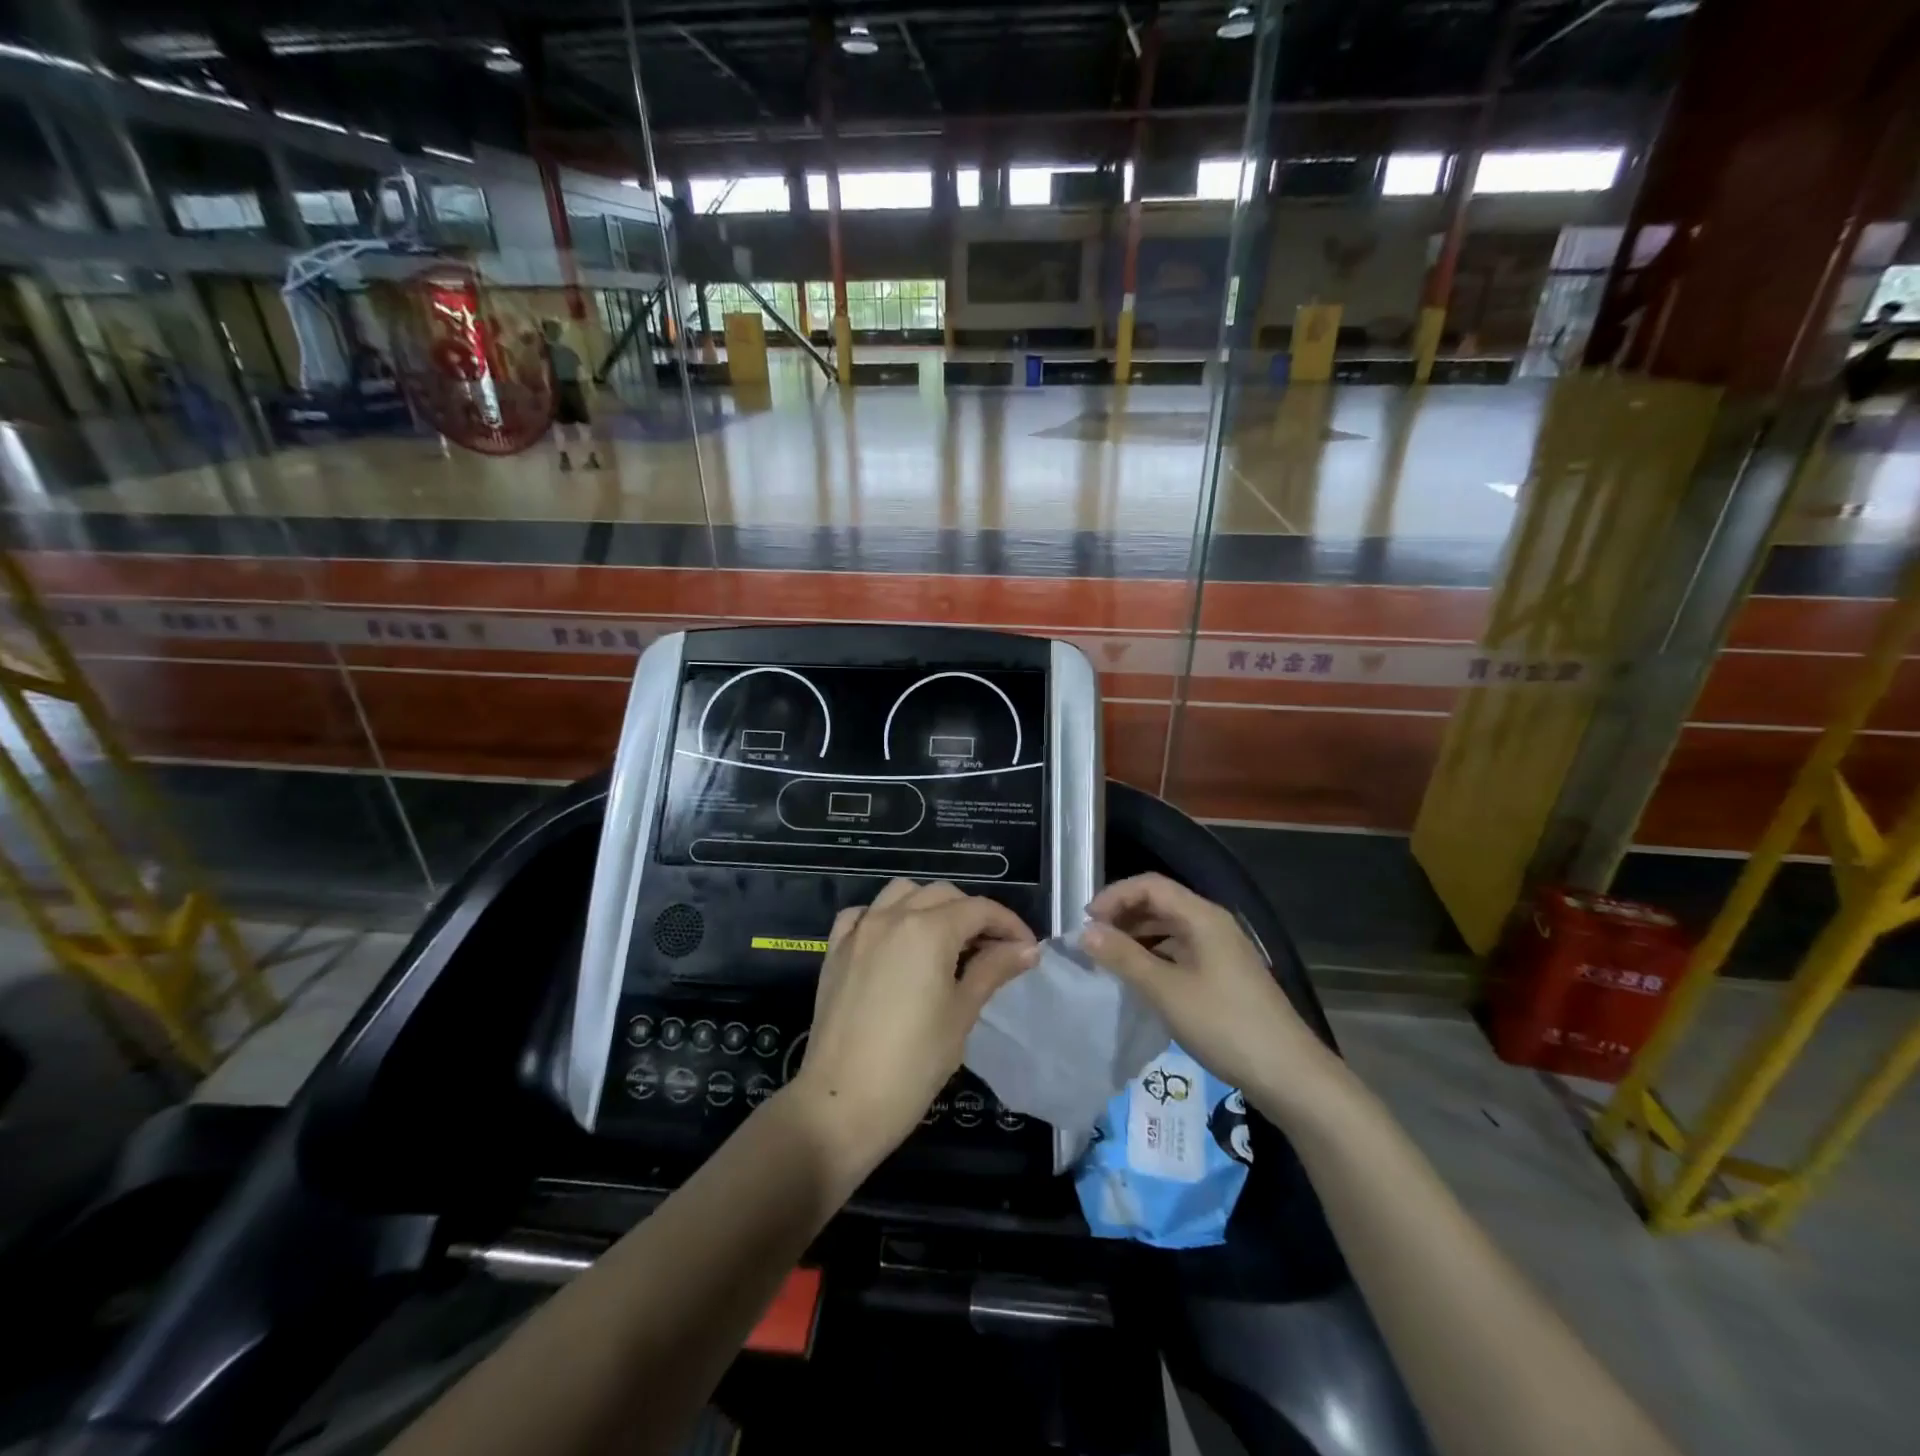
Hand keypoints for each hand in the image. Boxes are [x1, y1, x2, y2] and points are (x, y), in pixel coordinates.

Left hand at [784, 879, 1036, 1178]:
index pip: (980, 910)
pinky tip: (895, 943)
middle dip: (974, 915)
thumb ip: (993, 970)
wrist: (841, 1104)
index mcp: (928, 930)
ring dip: (930, 906)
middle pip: (943, 895)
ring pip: (902, 893)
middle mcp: (892, 917)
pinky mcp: (835, 950)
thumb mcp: (962, 1014)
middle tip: (993, 951)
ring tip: (947, 941)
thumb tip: (1027, 948)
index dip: (1010, 925)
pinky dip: (885, 916)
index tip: (1027, 950)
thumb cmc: (913, 1064)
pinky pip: (863, 914)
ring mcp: (859, 931)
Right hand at [1081, 873, 1337, 1104]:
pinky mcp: (1224, 973)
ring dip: (1137, 936)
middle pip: (1160, 902)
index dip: (1114, 896)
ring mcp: (1222, 949)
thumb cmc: (1224, 1025)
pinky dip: (1154, 956)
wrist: (1289, 1075)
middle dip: (1122, 915)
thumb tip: (1085, 932)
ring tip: (1109, 960)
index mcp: (1203, 916)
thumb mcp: (1166, 991)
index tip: (1086, 923)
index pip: (1150, 885)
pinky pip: (1181, 950)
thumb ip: (1124, 957)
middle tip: (1093, 942)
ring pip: (1169, 927)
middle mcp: (1213, 923)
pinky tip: (1140, 979)